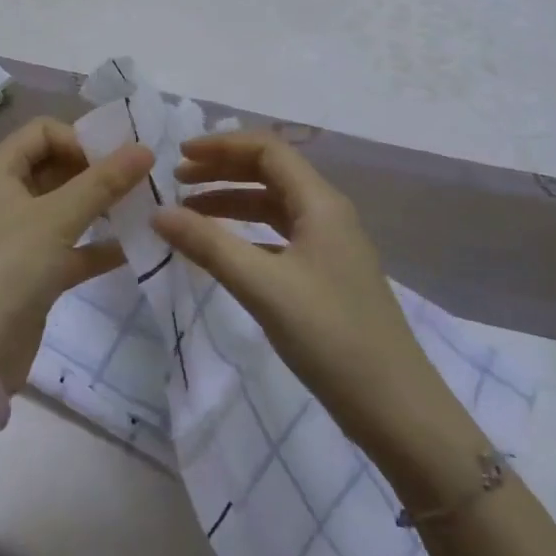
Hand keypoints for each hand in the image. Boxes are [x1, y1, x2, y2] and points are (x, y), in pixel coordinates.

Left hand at [0, 117, 153, 390]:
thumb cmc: (7, 267)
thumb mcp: (56, 218)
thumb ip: (102, 182)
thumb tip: (145, 148)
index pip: (44, 131)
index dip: (80, 139)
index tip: (116, 160)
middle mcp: (6, 195)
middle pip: (57, 166)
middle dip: (97, 172)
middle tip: (142, 181)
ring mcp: (19, 235)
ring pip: (66, 207)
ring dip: (102, 207)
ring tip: (145, 208)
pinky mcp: (32, 272)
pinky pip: (71, 247)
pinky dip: (98, 245)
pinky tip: (135, 248)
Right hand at [153, 132, 446, 458]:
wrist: (397, 411)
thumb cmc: (330, 337)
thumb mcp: (263, 287)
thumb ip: (208, 245)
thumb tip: (158, 213)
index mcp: (320, 202)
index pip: (267, 149)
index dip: (221, 145)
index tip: (180, 154)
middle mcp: (327, 212)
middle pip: (269, 171)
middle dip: (222, 169)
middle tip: (177, 180)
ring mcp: (329, 245)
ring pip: (272, 205)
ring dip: (231, 201)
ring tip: (188, 213)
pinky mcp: (326, 274)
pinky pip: (278, 235)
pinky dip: (246, 232)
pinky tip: (222, 250)